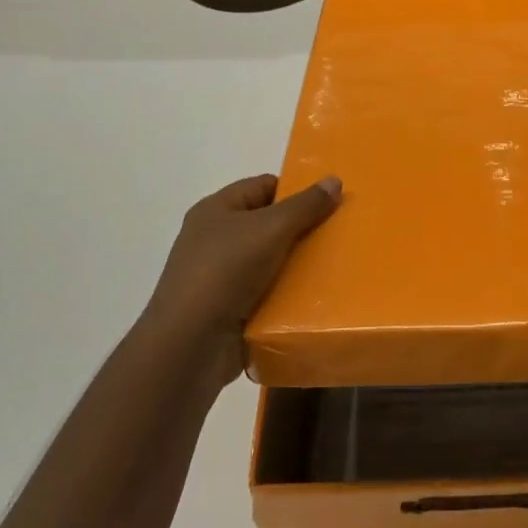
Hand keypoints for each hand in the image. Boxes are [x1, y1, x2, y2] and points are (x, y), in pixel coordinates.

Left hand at [143, 174, 341, 383]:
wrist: (189, 346)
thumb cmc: (225, 272)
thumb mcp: (271, 229)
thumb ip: (305, 205)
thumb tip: (334, 180)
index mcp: (216, 210)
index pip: (263, 187)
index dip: (296, 190)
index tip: (331, 202)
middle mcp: (215, 239)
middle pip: (269, 224)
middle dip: (303, 229)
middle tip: (339, 233)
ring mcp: (221, 277)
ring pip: (271, 261)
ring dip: (298, 265)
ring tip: (335, 265)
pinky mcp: (229, 310)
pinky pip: (267, 293)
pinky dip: (288, 294)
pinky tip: (316, 298)